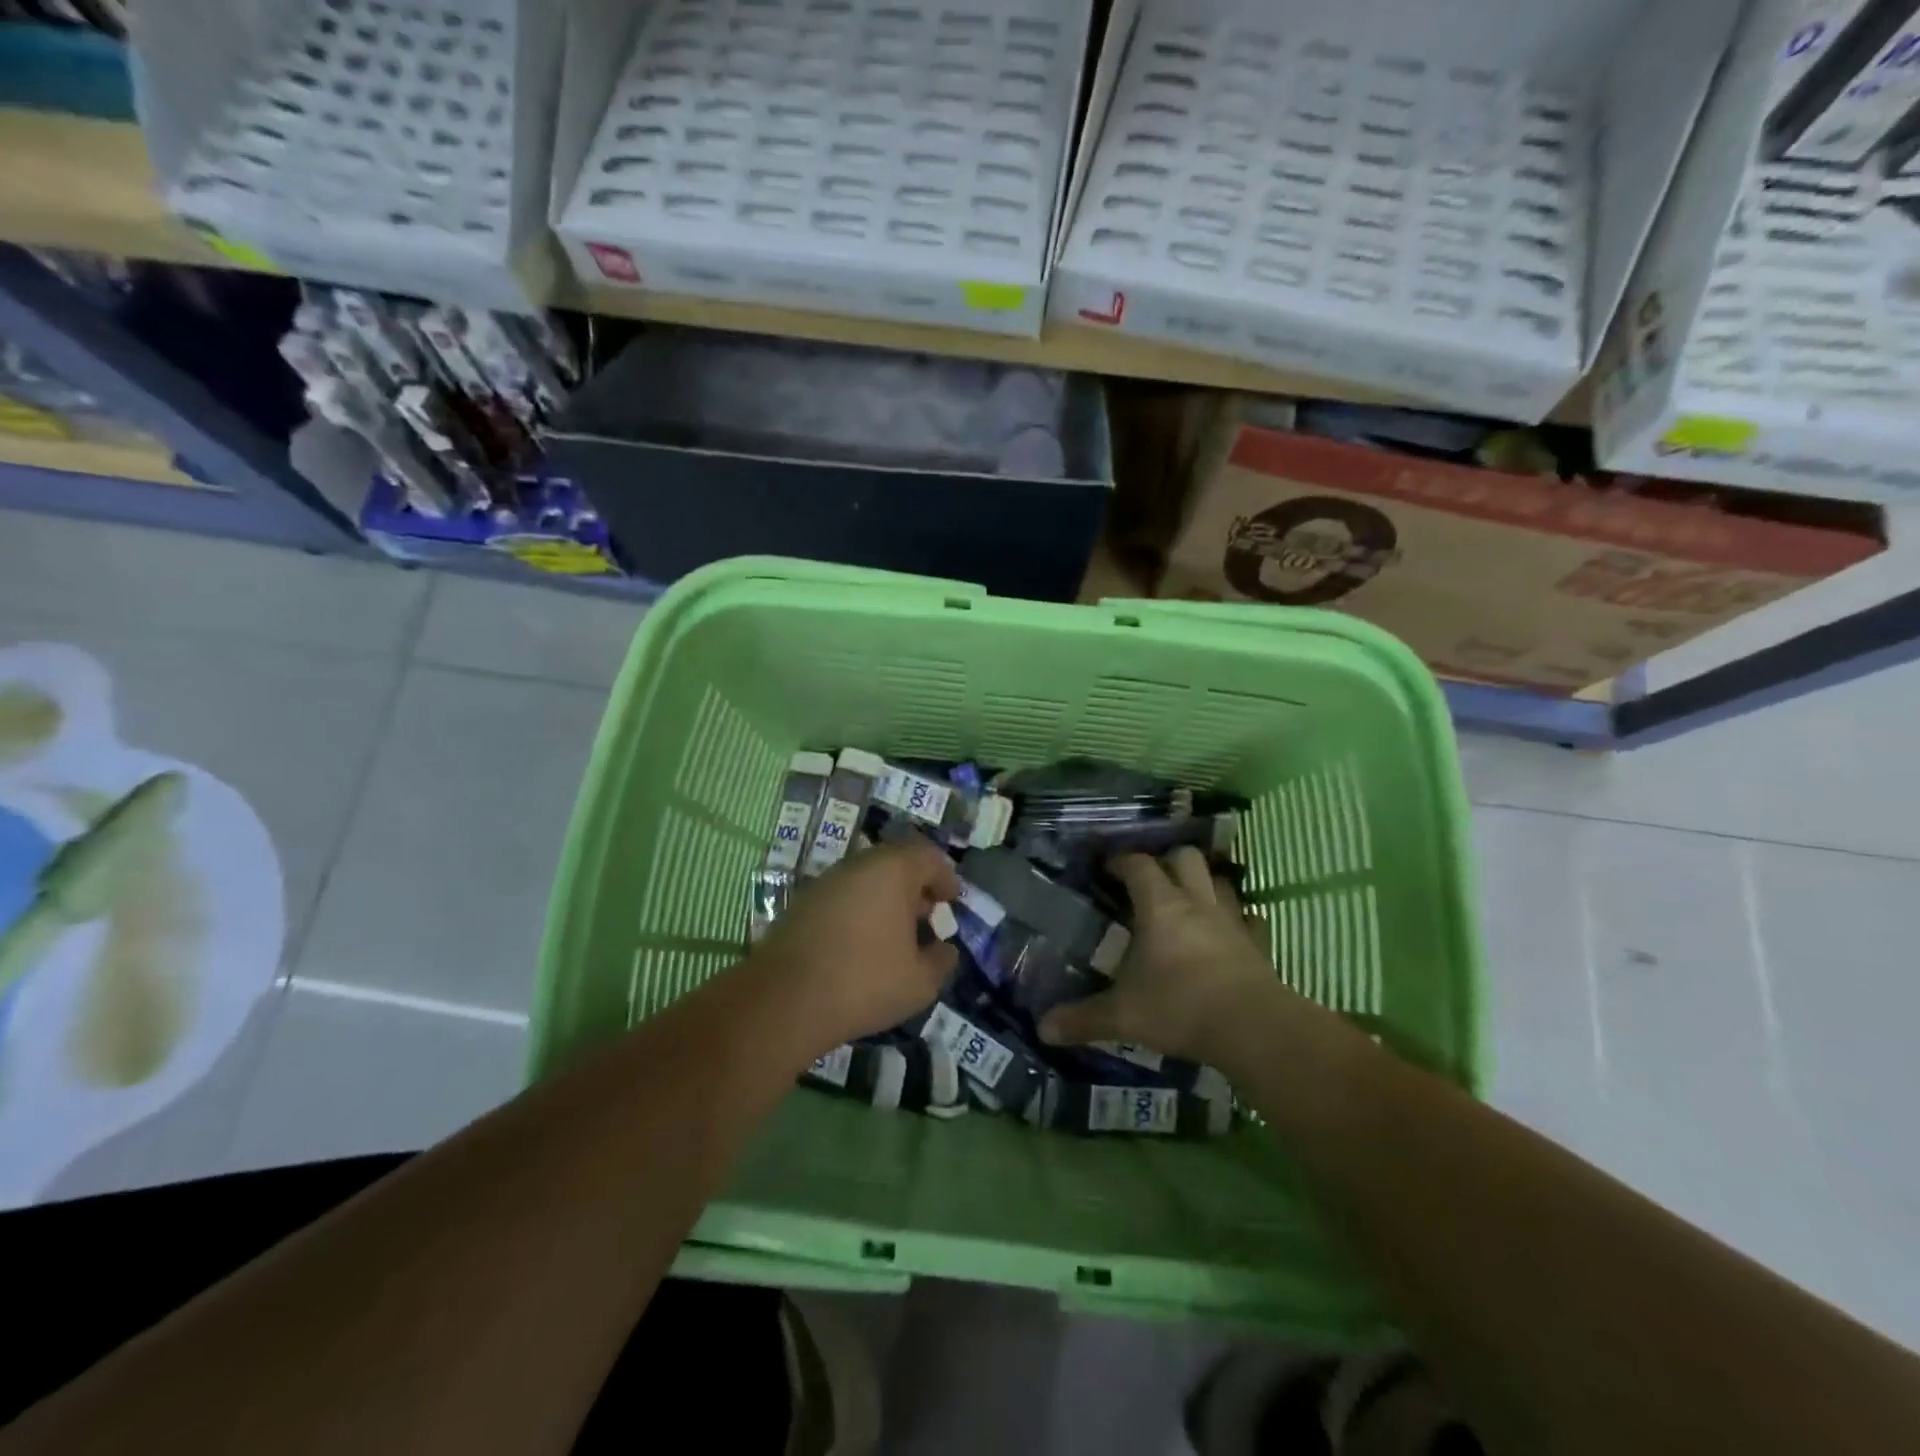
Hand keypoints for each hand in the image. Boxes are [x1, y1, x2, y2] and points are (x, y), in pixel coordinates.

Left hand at [754, 837, 960, 1051]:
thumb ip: (941, 960)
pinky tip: (863, 942)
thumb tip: (944, 949)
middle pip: (896, 863)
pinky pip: (844, 895)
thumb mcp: (920, 982)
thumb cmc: (864, 982)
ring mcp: (827, 881)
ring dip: (886, 898)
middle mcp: (859, 865)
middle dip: (916, 886)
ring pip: (867, 878)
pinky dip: (860, 909)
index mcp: (893, 870)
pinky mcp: (803, 902)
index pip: (929, 858)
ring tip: (896, 932)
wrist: (784, 1000)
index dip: (945, 878)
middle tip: (926, 915)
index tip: (952, 901)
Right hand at [1038, 847, 1284, 1062]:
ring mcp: (1232, 921)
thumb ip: (1083, 1019)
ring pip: (1221, 882)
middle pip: (1185, 857)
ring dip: (1204, 884)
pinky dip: (1240, 920)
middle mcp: (1197, 903)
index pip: (1139, 865)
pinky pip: (1251, 920)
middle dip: (1167, 860)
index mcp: (1160, 907)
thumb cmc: (1180, 1008)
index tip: (1107, 867)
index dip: (1121, 861)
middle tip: (1150, 880)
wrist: (1252, 1028)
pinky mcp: (1259, 945)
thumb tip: (1043, 1028)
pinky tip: (1230, 933)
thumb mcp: (1123, 1016)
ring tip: (1189, 900)